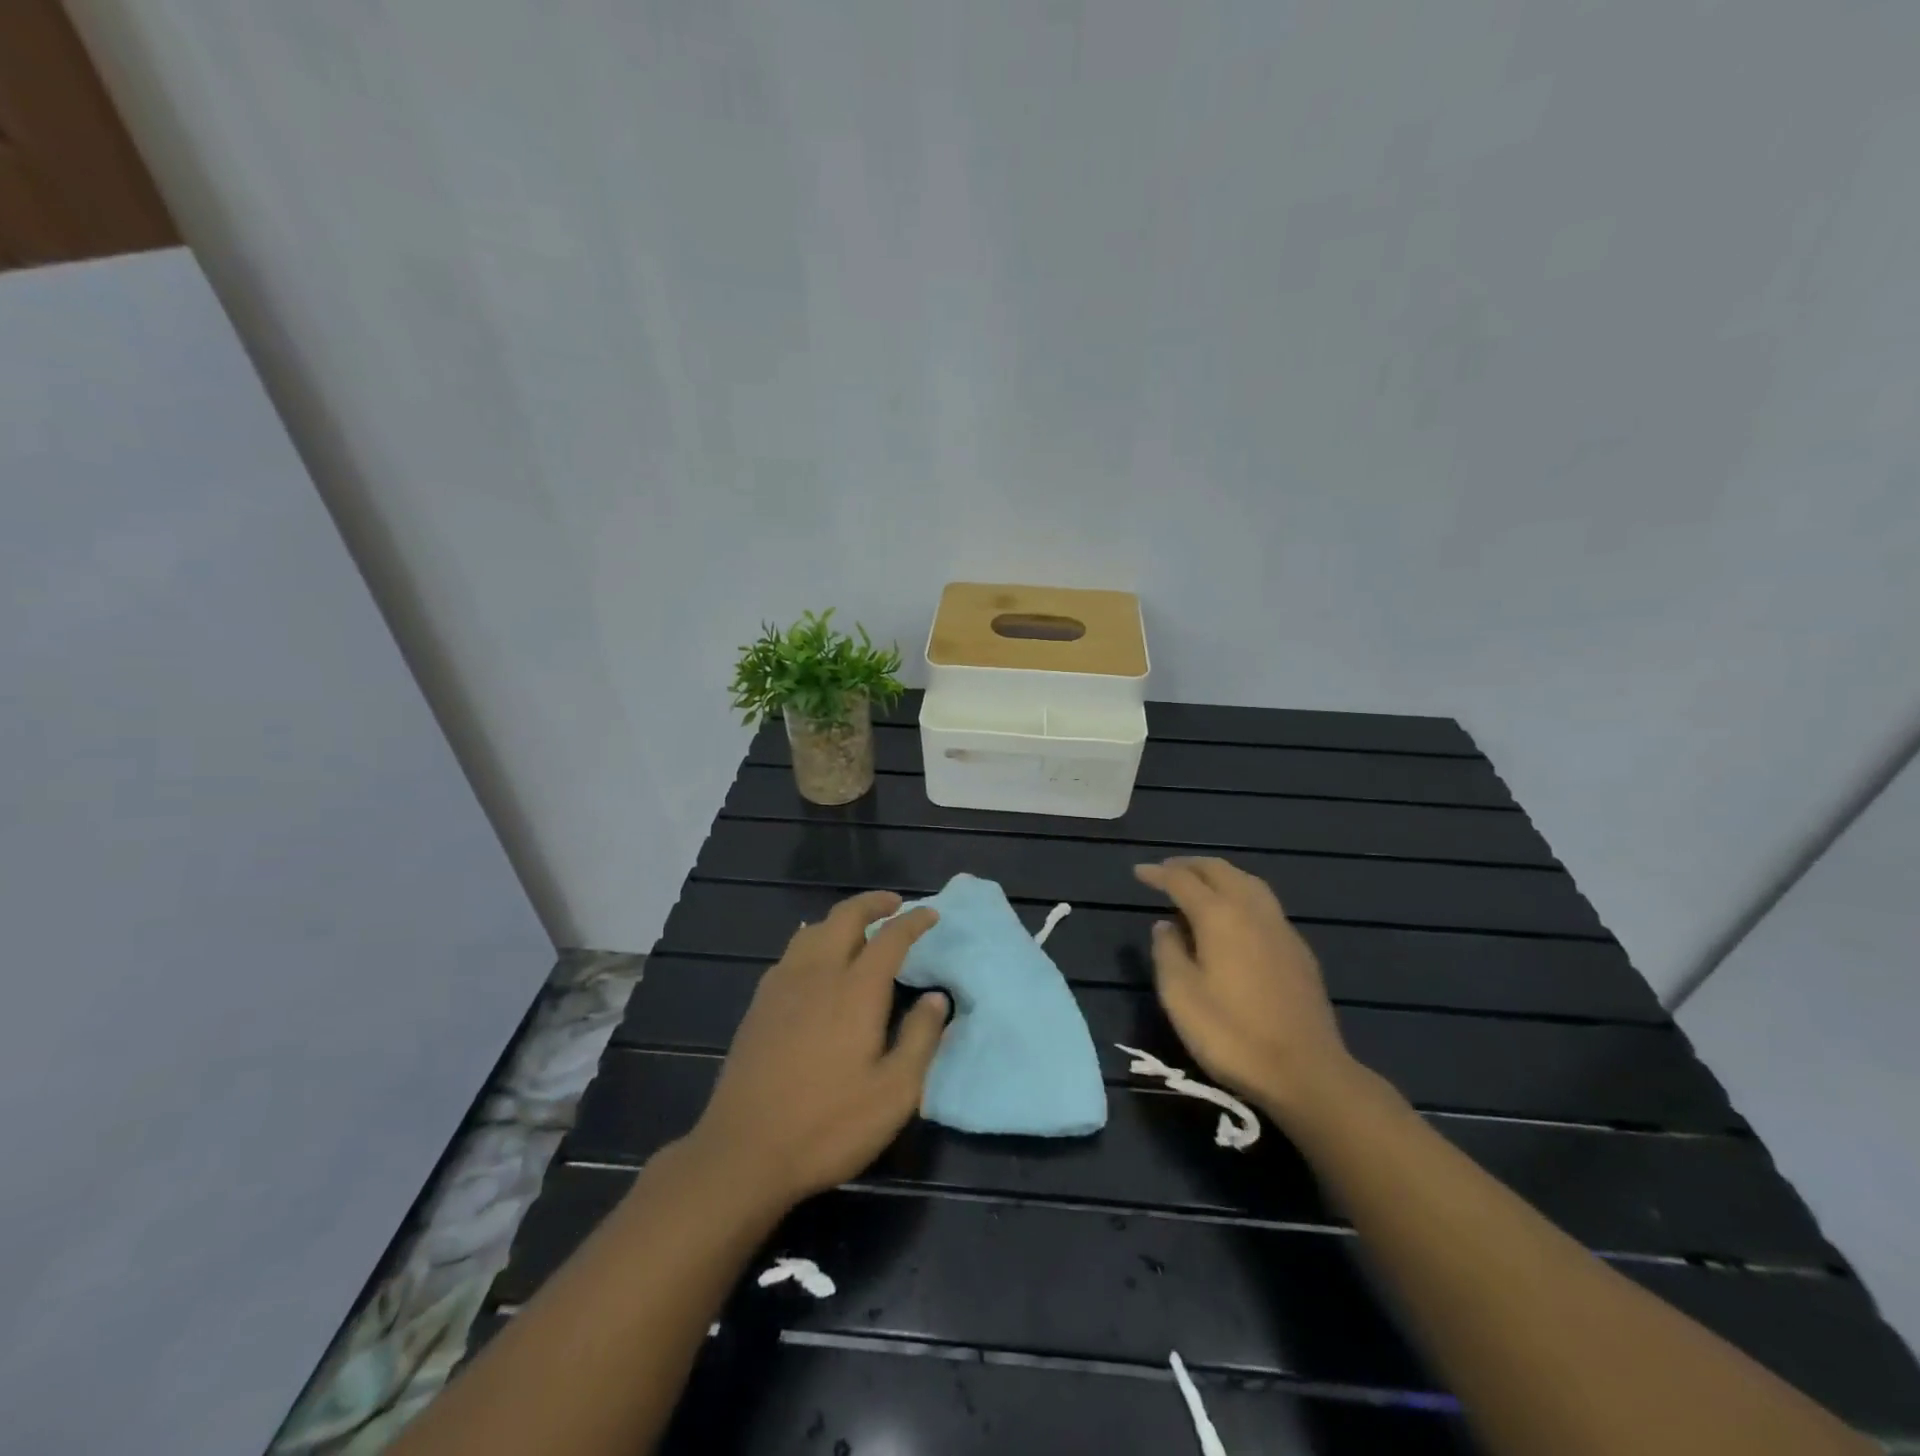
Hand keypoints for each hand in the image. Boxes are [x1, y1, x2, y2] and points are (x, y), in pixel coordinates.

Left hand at [684, 891, 947, 1208]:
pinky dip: (814, 939)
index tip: (930, 914)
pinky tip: (816, 960)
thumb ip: (920, 1038)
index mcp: (855, 990)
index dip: (913, 922)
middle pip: (845, 918)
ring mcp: (782, 986)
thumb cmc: (828, 1125)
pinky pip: (791, 952)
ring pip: (813, 930)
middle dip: (873, 904)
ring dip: (841, 918)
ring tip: (859, 928)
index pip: (890, 938)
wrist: (743, 1152)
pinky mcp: (759, 1004)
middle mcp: (818, 974)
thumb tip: (937, 998)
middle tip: (895, 905)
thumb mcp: (894, 1093)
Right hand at [1134, 857, 1357, 1125]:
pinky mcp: (1298, 950)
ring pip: (1247, 882)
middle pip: (1220, 870)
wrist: (1306, 1072)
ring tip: (1200, 885)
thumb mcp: (1180, 996)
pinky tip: (1235, 917)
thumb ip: (1167, 952)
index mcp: (1220, 916)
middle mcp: (1252, 911)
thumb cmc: (1232, 1035)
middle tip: (1167, 871)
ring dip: (1219, 875)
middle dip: (1190, 865)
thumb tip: (1165, 925)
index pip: (1182, 881)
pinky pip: (1264, 903)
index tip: (1138, 872)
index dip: (1158, 874)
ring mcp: (1281, 928)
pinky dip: (1240, 894)